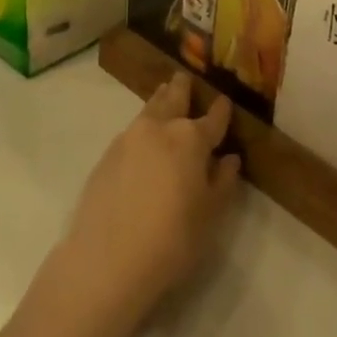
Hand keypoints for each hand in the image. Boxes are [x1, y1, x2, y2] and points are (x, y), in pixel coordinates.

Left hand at [53, 74, 242, 330]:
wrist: (108, 258)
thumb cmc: (171, 239)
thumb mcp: (209, 216)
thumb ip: (222, 183)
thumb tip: (229, 159)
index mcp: (190, 139)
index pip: (212, 119)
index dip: (221, 110)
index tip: (224, 100)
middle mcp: (159, 128)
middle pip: (174, 99)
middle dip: (182, 89)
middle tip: (184, 77)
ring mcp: (129, 138)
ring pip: (149, 109)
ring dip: (160, 99)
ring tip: (165, 92)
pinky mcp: (107, 154)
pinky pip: (131, 129)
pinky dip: (143, 124)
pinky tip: (143, 135)